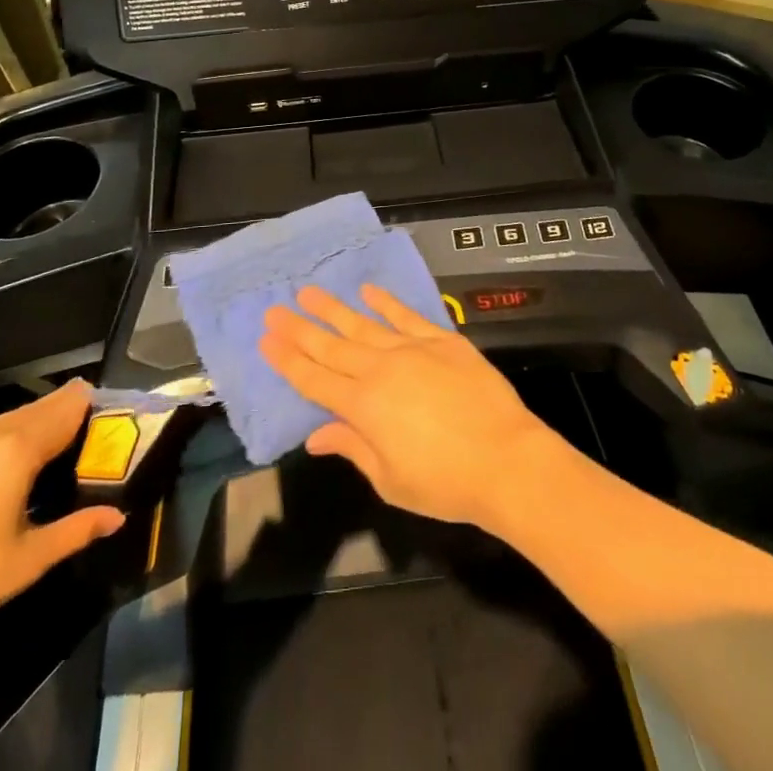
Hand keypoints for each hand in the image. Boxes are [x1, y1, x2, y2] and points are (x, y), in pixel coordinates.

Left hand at [0, 380, 123, 661]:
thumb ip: (78, 529)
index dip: (98, 408)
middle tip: (93, 445)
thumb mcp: (28, 561)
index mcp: (19, 447)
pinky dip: (14, 439)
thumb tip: (118, 516)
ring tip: (58, 461)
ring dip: (42, 428)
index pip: (72, 405)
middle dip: (73, 416)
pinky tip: (14, 474)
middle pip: (46, 405)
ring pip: (18, 417)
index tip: (117, 424)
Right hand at [260, 283, 562, 531]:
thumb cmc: (445, 483)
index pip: (314, 380)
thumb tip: (316, 436)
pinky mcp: (441, 340)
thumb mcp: (391, 480)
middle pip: (331, 346)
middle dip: (299, 329)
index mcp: (363, 407)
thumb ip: (352, 448)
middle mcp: (380, 370)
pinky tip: (368, 290)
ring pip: (363, 324)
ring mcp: (412, 349)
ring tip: (308, 291)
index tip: (266, 341)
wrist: (506, 459)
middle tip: (274, 310)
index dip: (288, 361)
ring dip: (333, 308)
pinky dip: (386, 302)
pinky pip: (406, 316)